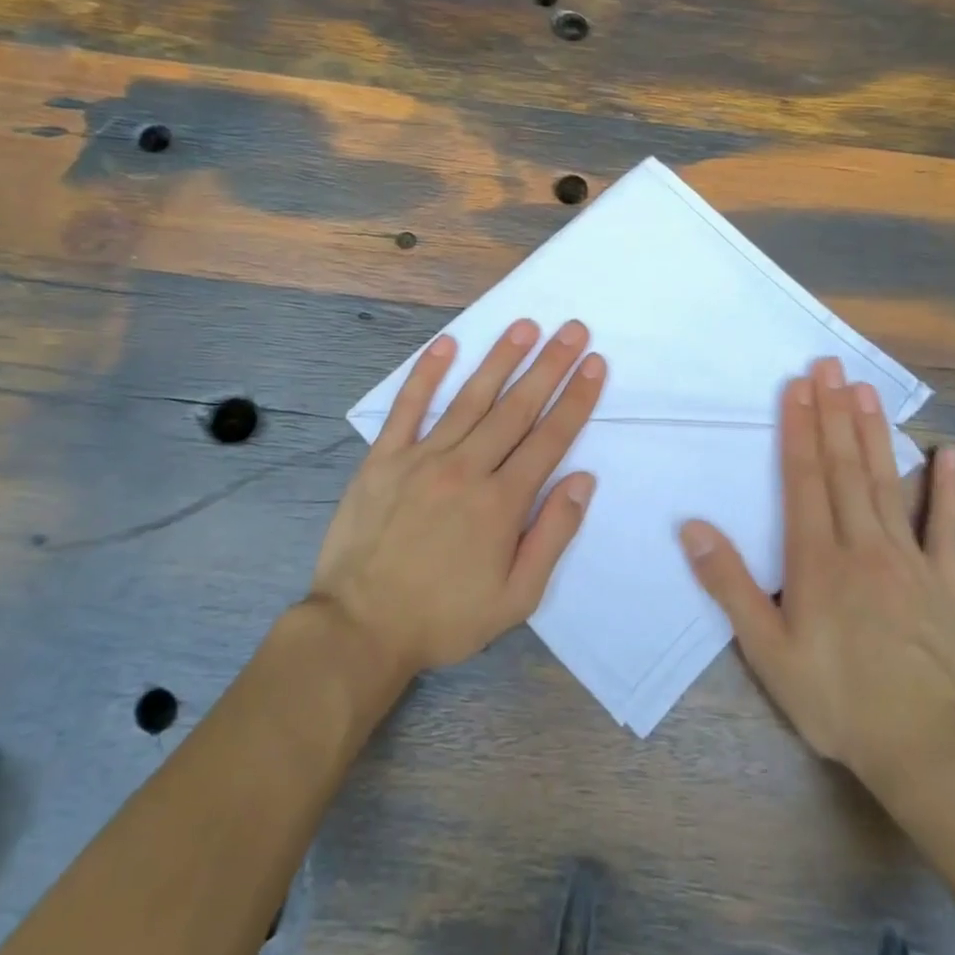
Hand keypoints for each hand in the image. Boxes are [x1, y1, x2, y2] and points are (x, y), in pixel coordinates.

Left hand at [311, 319, 604, 676]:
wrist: (360, 627)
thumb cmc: (444, 617)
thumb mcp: (515, 598)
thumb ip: (552, 536)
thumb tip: (582, 480)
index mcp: (501, 503)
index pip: (549, 438)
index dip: (575, 399)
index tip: (594, 364)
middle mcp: (466, 469)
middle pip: (516, 408)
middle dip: (549, 366)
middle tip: (573, 330)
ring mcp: (421, 458)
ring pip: (470, 398)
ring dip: (500, 359)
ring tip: (525, 326)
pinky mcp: (383, 458)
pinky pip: (407, 407)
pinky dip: (426, 374)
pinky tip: (446, 344)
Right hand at [678, 357, 954, 799]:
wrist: (925, 746)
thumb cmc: (835, 697)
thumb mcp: (766, 650)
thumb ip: (729, 585)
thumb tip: (693, 527)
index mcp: (817, 558)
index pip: (804, 478)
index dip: (799, 428)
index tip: (797, 386)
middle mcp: (861, 544)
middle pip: (843, 467)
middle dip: (832, 412)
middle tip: (828, 365)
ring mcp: (907, 558)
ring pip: (884, 482)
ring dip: (872, 433)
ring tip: (863, 389)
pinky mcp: (944, 581)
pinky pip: (943, 526)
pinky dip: (946, 488)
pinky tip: (948, 453)